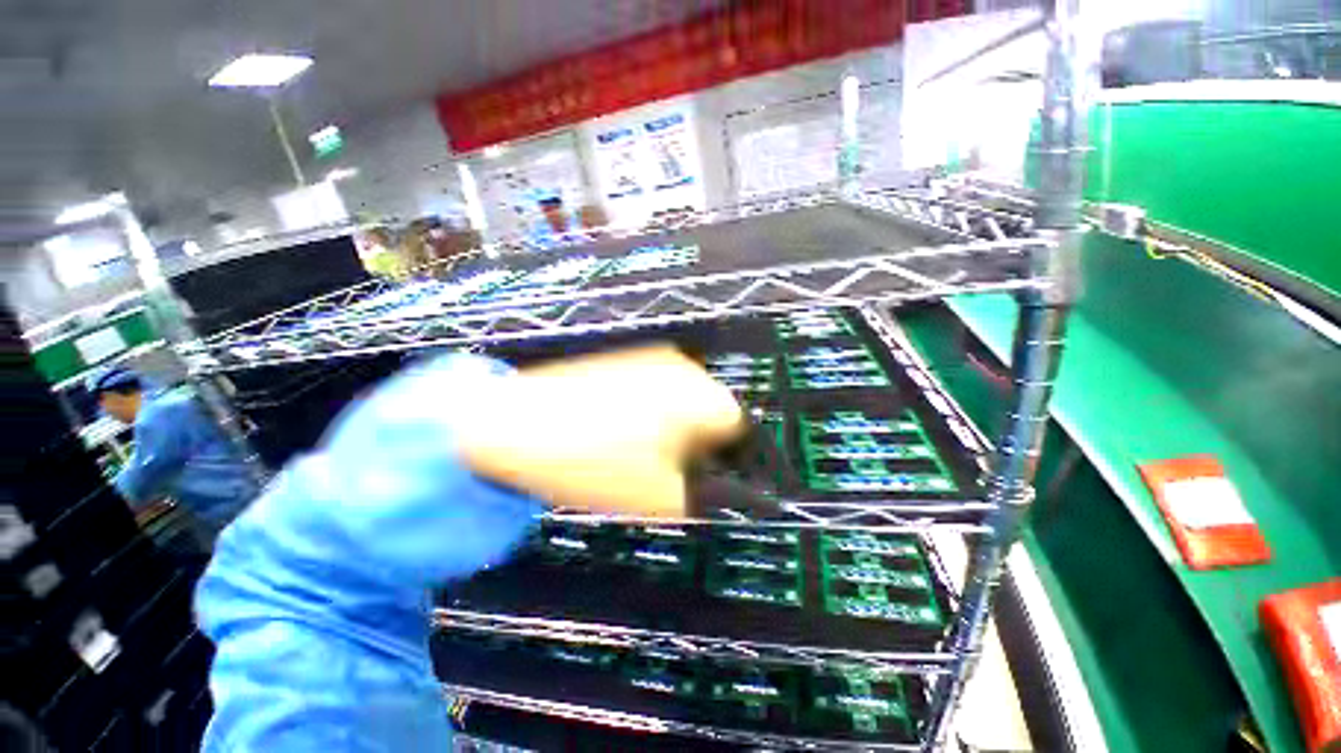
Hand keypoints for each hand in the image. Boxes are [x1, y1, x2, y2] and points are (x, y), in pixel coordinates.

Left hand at [454, 345, 743, 518]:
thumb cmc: (591, 461)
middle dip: (703, 442)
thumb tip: (722, 488)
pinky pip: (659, 390)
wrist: (513, 425)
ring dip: (677, 428)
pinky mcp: (627, 360)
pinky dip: (654, 413)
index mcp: (698, 395)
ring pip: (685, 400)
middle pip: (713, 411)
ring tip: (643, 451)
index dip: (730, 458)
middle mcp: (682, 368)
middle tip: (675, 469)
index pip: (739, 426)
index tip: (712, 479)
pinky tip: (622, 430)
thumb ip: (704, 494)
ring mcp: (652, 359)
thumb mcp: (659, 495)